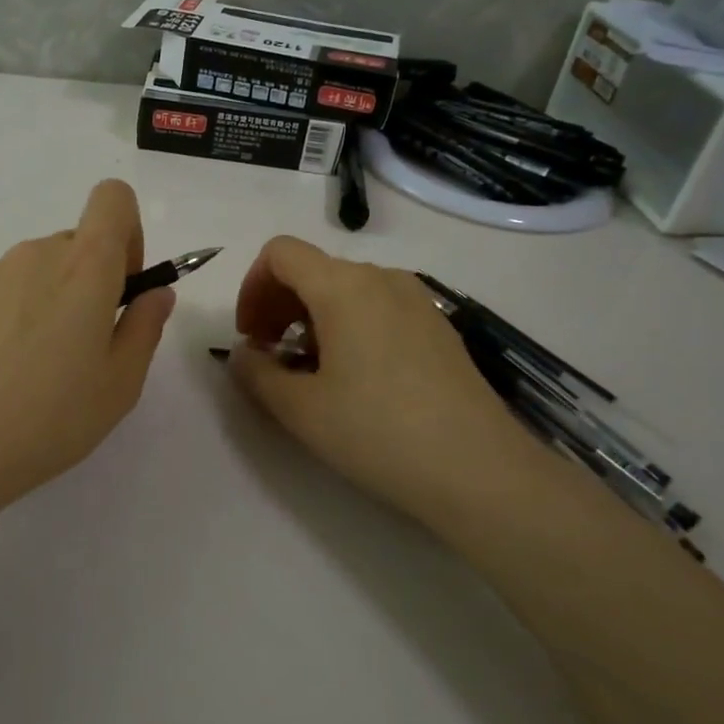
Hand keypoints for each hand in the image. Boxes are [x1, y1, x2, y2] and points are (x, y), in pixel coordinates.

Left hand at [0, 180, 174, 508]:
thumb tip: (155, 292)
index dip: (128, 233)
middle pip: (76, 244)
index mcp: (83, 266)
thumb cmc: (49, 417)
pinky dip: (12, 318)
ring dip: (50, 302)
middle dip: (91, 282)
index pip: (113, 198)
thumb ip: (145, 326)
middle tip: (83, 350)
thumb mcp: (120, 383)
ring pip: (37, 271)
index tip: (122, 287)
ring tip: (36, 370)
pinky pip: (1, 293)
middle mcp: (34, 255)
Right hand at [226, 236, 551, 530]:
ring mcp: (417, 300)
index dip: (252, 287)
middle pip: (314, 269)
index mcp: (343, 286)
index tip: (251, 336)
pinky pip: (379, 308)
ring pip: (347, 290)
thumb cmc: (378, 432)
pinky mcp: (439, 326)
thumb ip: (256, 373)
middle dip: (279, 305)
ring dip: (313, 318)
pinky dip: (350, 327)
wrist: (480, 470)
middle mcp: (382, 278)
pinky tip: (357, 379)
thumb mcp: (299, 409)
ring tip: (312, 372)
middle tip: (271, 357)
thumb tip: (244, 353)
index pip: (280, 253)